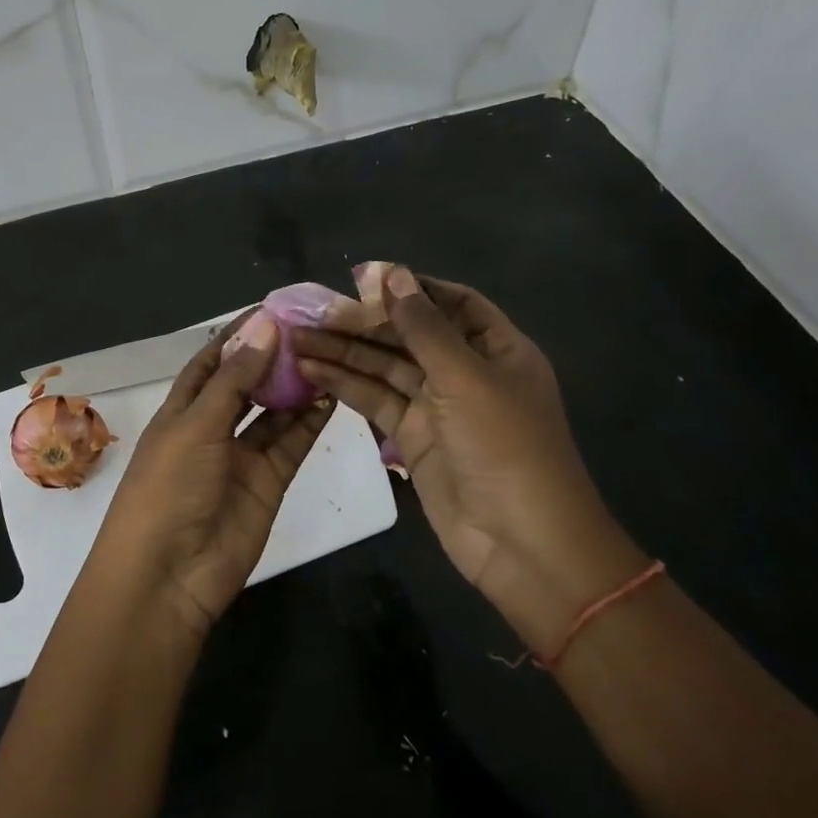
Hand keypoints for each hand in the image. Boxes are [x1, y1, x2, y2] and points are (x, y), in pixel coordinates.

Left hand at [92, 309, 333, 637]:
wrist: (169, 574)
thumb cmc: (169, 487)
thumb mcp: (197, 425)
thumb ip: (236, 379)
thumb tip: (266, 325)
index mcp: (181, 409)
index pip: (212, 362)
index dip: (239, 335)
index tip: (274, 308)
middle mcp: (211, 428)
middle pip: (247, 384)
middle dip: (274, 357)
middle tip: (315, 328)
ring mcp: (240, 456)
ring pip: (273, 412)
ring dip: (296, 386)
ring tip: (331, 354)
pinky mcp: (268, 482)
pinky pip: (291, 443)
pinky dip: (310, 421)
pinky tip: (334, 394)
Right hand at [292, 268, 644, 646]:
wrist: (521, 543)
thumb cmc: (505, 447)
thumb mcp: (466, 377)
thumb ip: (423, 327)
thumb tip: (391, 274)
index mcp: (497, 349)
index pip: (452, 303)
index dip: (411, 288)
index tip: (363, 277)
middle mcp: (466, 372)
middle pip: (410, 334)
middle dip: (364, 321)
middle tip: (312, 311)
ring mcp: (438, 407)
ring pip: (385, 367)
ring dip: (345, 352)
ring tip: (296, 338)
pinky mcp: (412, 438)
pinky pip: (376, 401)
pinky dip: (345, 385)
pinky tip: (310, 370)